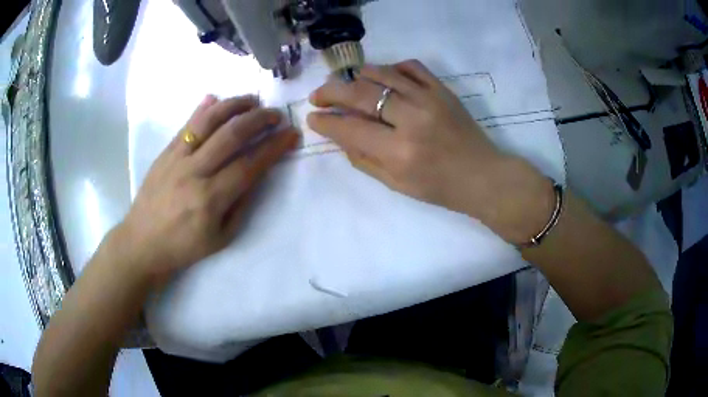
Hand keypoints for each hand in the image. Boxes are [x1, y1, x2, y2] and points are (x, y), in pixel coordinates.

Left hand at [118, 95, 298, 284]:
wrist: (143, 242)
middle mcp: (194, 173)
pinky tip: (217, 99)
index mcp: (210, 199)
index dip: (274, 147)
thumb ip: (242, 204)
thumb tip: (257, 172)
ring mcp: (176, 159)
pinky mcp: (165, 153)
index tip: (291, 134)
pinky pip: (186, 125)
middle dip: (259, 120)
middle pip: (231, 135)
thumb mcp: (221, 238)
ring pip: (208, 122)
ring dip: (234, 106)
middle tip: (276, 114)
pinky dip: (204, 109)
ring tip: (252, 100)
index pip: (249, 164)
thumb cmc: (184, 246)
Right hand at [307, 60, 552, 243]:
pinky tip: (383, 76)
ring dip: (357, 76)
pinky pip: (411, 66)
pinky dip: (392, 67)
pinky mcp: (443, 90)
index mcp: (399, 152)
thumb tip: (339, 135)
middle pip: (360, 94)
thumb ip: (363, 159)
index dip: (326, 122)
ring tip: (347, 84)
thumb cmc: (439, 188)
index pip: (350, 129)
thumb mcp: (396, 185)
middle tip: (318, 95)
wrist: (482, 176)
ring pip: (383, 73)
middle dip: (331, 92)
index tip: (313, 117)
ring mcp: (430, 99)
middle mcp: (412, 119)